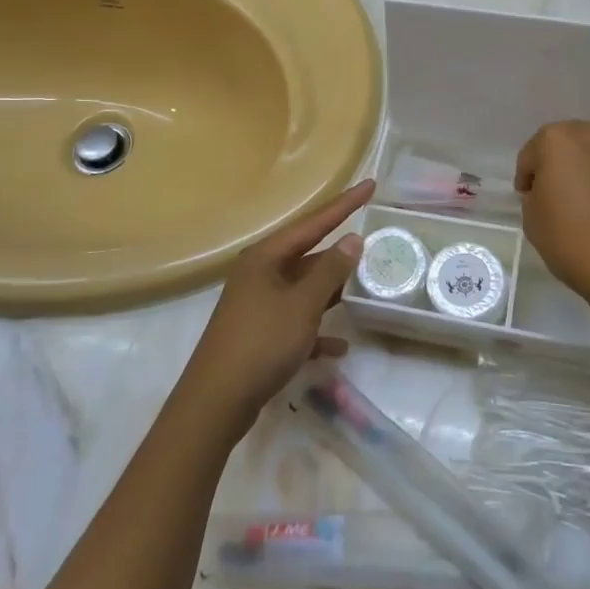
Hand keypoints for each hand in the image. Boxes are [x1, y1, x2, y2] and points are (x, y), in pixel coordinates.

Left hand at [180, 180, 374, 436]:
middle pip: (308, 254)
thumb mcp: (303, 304)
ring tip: (364, 288)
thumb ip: (330, 271)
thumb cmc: (261, 343)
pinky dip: (317, 329)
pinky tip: (340, 346)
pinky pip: (296, 322)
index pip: (314, 222)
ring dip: (331, 291)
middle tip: (373, 243)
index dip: (345, 204)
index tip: (371, 185)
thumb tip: (352, 239)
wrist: (216, 402)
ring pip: (304, 289)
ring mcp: (258, 304)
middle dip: (340, 253)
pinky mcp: (259, 334)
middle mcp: (260, 273)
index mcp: (266, 257)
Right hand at [515, 121, 589, 315]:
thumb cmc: (574, 242)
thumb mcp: (532, 220)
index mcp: (559, 140)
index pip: (533, 153)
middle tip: (562, 198)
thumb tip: (551, 192)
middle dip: (564, 166)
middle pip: (572, 146)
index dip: (528, 177)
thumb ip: (537, 194)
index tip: (529, 199)